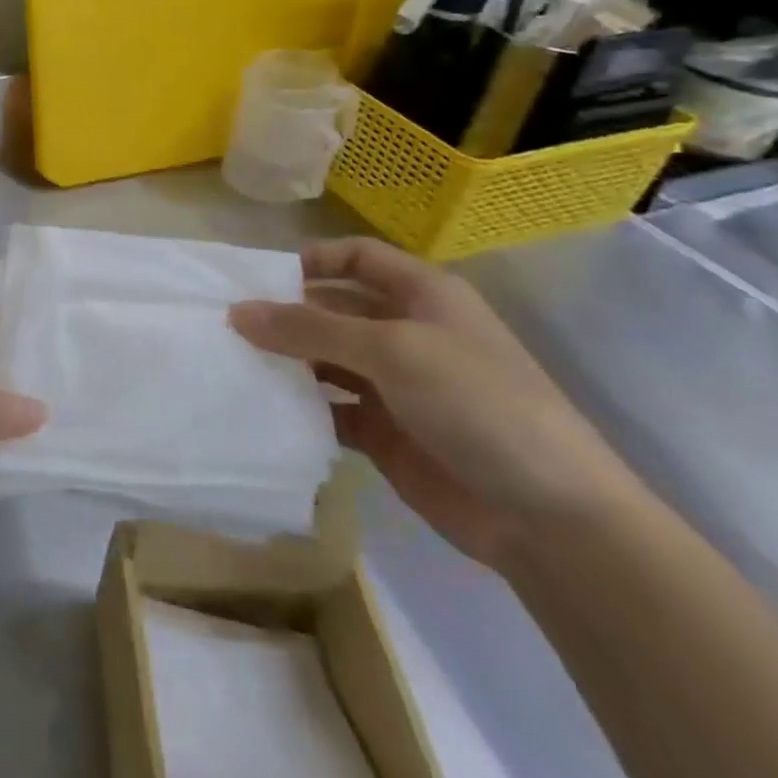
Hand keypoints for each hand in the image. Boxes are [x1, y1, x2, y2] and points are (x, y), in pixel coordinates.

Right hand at [229, 238, 638, 570]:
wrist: (552, 520)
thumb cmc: (478, 405)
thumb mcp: (392, 351)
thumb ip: (309, 328)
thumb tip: (236, 312)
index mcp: (422, 295)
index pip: (355, 257)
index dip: (310, 260)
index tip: (255, 279)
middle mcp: (407, 332)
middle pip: (333, 308)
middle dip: (285, 313)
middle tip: (226, 324)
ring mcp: (396, 385)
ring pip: (326, 359)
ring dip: (287, 361)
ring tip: (233, 363)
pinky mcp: (385, 432)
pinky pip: (330, 408)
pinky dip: (301, 407)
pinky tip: (264, 408)